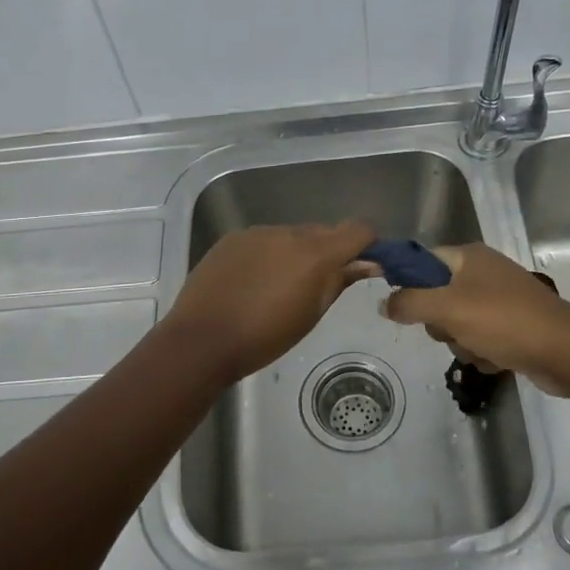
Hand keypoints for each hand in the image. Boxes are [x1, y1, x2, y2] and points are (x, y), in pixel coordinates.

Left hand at [166, 221, 375, 384]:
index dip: (367, 243)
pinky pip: (264, 240)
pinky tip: (254, 282)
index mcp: (315, 253)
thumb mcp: (311, 315)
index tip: (364, 264)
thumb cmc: (265, 337)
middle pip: (323, 231)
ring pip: (291, 235)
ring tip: (280, 286)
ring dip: (296, 253)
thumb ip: (339, 281)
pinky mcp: (233, 238)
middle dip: (329, 251)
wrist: (202, 340)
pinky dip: (269, 254)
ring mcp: (257, 232)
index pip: (358, 229)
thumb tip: (367, 263)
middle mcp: (288, 233)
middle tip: (319, 284)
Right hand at [380, 243, 569, 393]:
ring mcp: (500, 300)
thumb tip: (384, 303)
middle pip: (437, 297)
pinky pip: (480, 339)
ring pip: (457, 324)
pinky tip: (497, 359)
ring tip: (482, 349)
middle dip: (441, 323)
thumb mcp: (447, 309)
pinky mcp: (512, 326)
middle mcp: (484, 273)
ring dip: (463, 343)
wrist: (565, 352)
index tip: (401, 307)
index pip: (422, 261)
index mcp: (469, 257)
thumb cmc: (503, 321)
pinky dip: (484, 352)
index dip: (407, 281)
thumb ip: (409, 303)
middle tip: (452, 329)